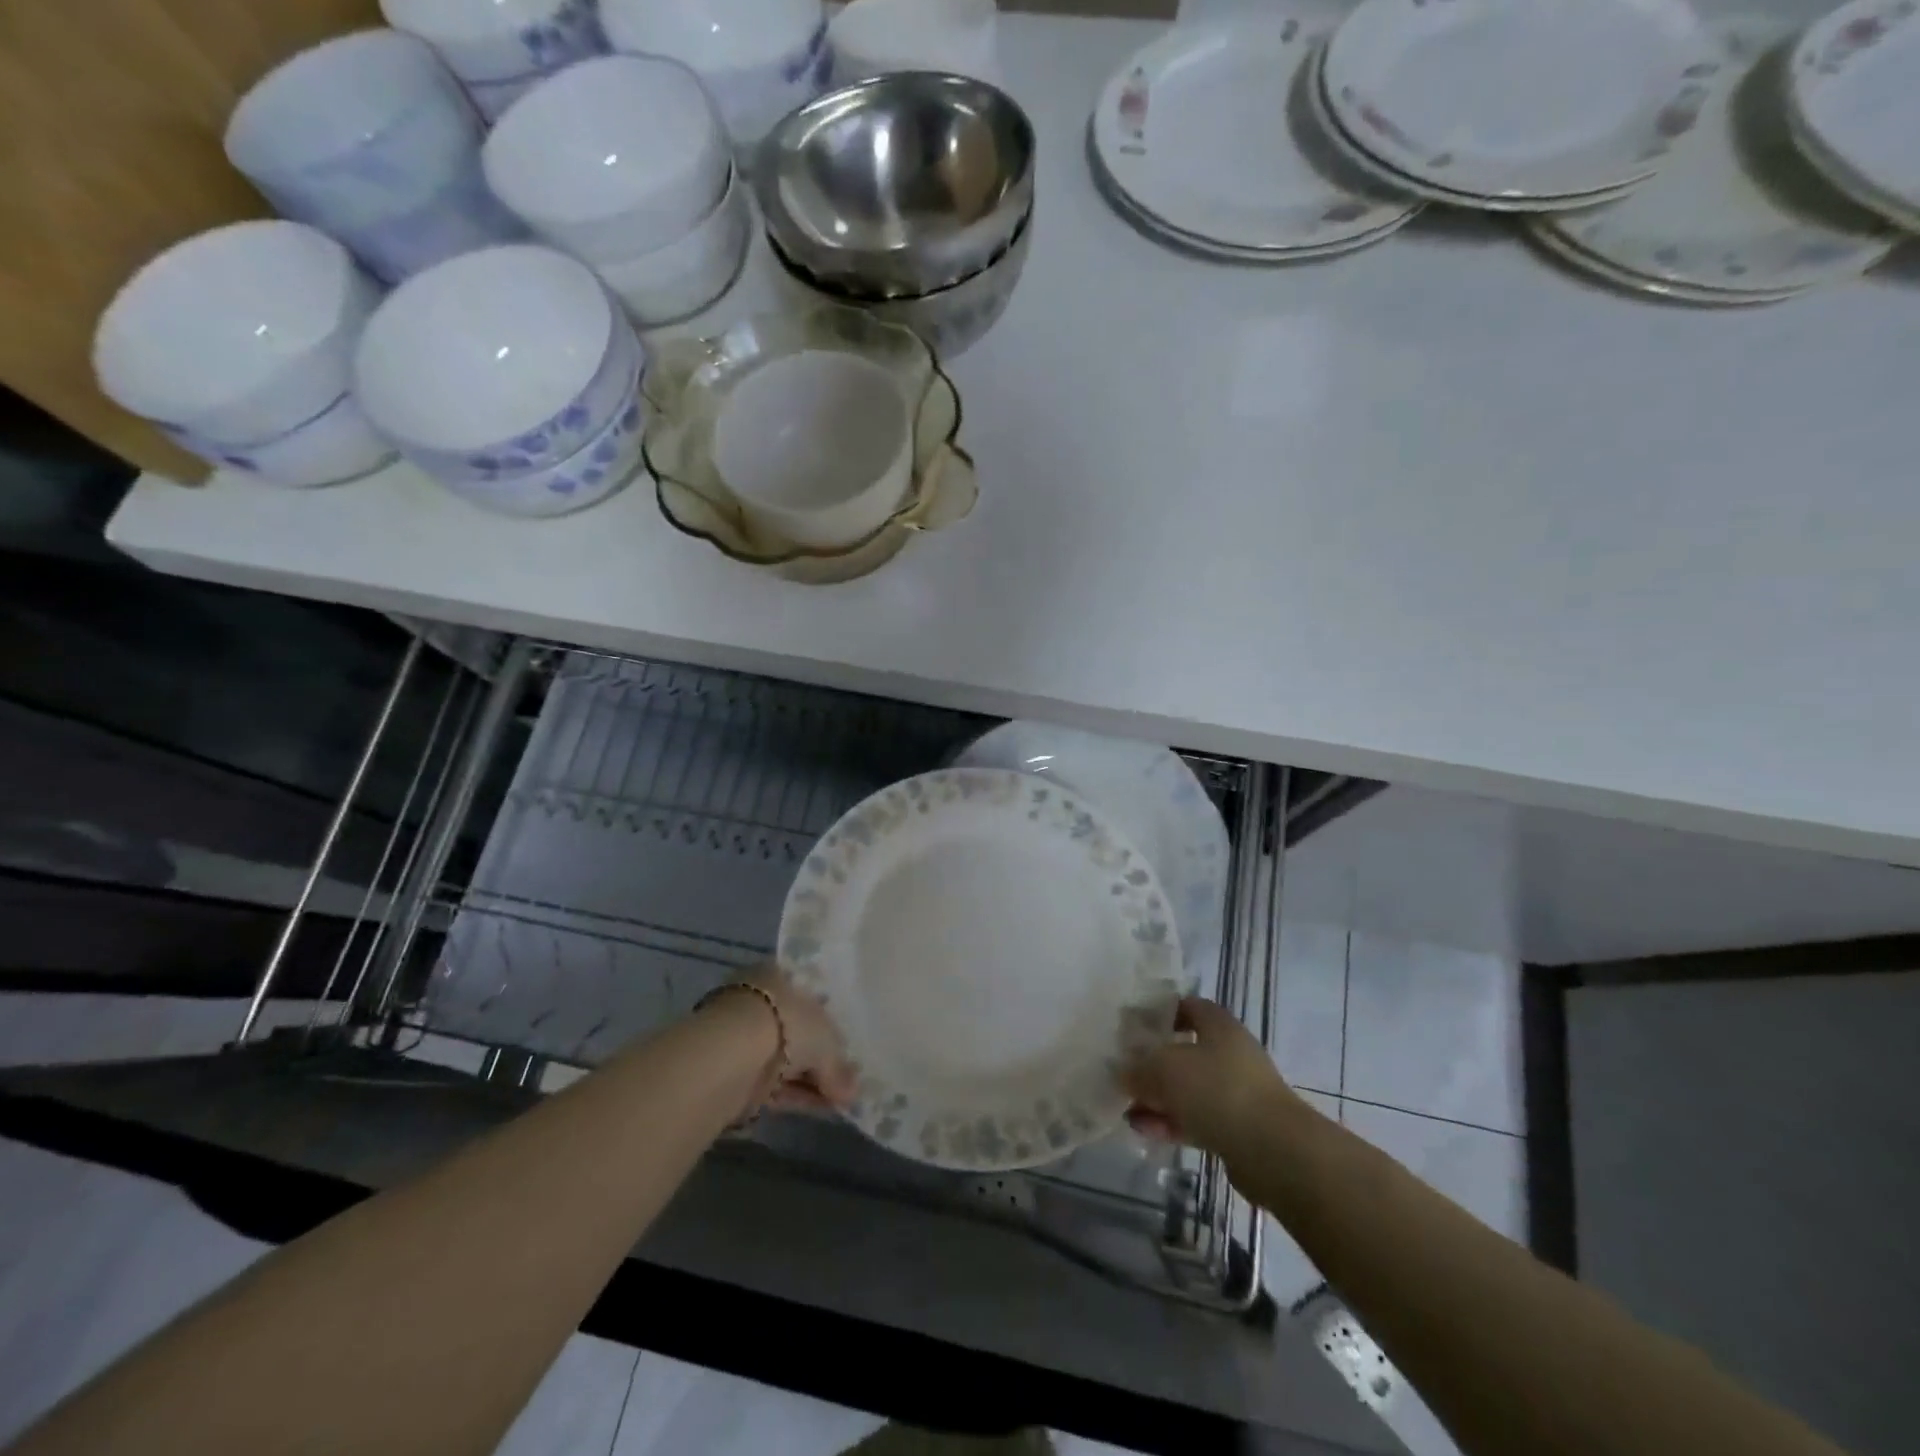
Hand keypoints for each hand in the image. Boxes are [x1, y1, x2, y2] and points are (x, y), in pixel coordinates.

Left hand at [746, 965, 857, 1111]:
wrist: (730, 1054)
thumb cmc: (787, 1024)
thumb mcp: (826, 1042)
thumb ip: (840, 1067)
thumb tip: (853, 1092)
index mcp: (779, 975)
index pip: (809, 997)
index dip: (830, 1024)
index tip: (847, 1048)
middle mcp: (760, 1000)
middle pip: (797, 1031)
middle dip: (821, 1059)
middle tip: (847, 1082)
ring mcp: (744, 1036)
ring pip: (785, 1059)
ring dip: (810, 1080)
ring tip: (839, 1101)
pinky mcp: (735, 1070)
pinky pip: (773, 1082)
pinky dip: (795, 1094)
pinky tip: (819, 1108)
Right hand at [1124, 997, 1299, 1156]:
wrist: (1274, 1152)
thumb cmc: (1218, 1090)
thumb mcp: (1165, 1069)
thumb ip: (1139, 1068)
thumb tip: (1124, 1073)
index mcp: (1219, 1026)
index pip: (1188, 1006)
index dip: (1160, 1013)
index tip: (1133, 1026)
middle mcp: (1230, 1054)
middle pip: (1185, 1051)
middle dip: (1153, 1063)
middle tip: (1124, 1072)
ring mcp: (1236, 1093)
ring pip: (1188, 1089)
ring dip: (1158, 1098)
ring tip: (1127, 1109)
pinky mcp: (1237, 1130)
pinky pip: (1196, 1119)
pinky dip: (1171, 1122)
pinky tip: (1144, 1130)